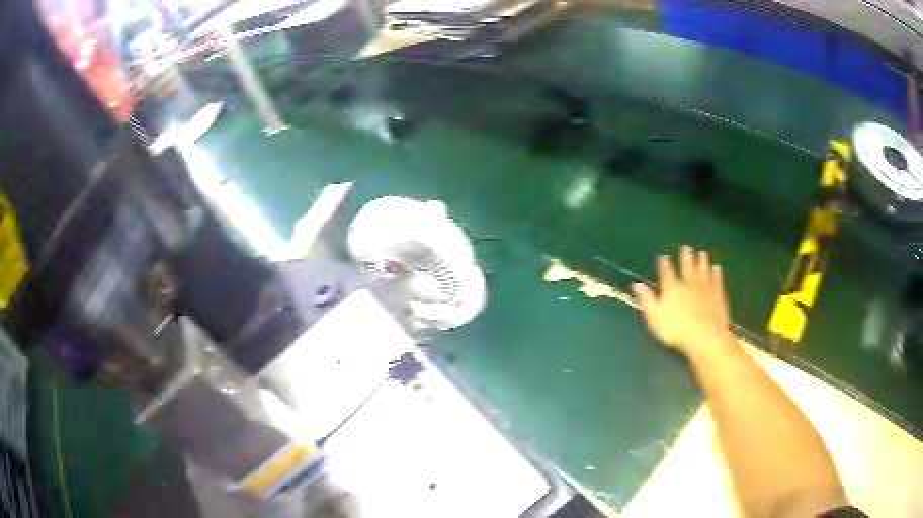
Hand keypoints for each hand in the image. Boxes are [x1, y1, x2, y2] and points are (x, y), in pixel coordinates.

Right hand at [632, 246, 733, 357]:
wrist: (705, 336)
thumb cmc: (676, 330)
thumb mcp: (655, 318)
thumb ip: (647, 300)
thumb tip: (636, 284)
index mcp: (672, 288)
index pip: (667, 272)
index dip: (664, 264)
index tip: (663, 256)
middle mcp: (689, 283)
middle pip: (688, 267)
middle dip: (686, 257)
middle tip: (687, 247)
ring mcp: (705, 288)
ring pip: (704, 270)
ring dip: (703, 261)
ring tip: (703, 253)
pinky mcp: (718, 295)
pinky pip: (717, 280)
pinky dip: (716, 273)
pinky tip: (717, 268)